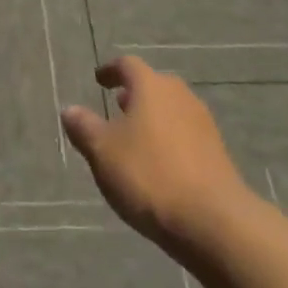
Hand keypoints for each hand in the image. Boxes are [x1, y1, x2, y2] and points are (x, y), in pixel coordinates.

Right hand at [61, 56, 253, 253]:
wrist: (215, 222)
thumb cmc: (150, 176)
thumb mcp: (103, 152)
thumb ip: (84, 127)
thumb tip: (69, 109)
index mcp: (150, 86)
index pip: (127, 65)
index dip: (110, 71)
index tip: (99, 80)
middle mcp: (179, 95)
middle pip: (153, 85)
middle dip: (134, 94)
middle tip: (117, 107)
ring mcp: (203, 123)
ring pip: (171, 110)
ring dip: (153, 118)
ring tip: (136, 138)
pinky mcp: (218, 153)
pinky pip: (186, 135)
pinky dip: (169, 140)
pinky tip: (161, 164)